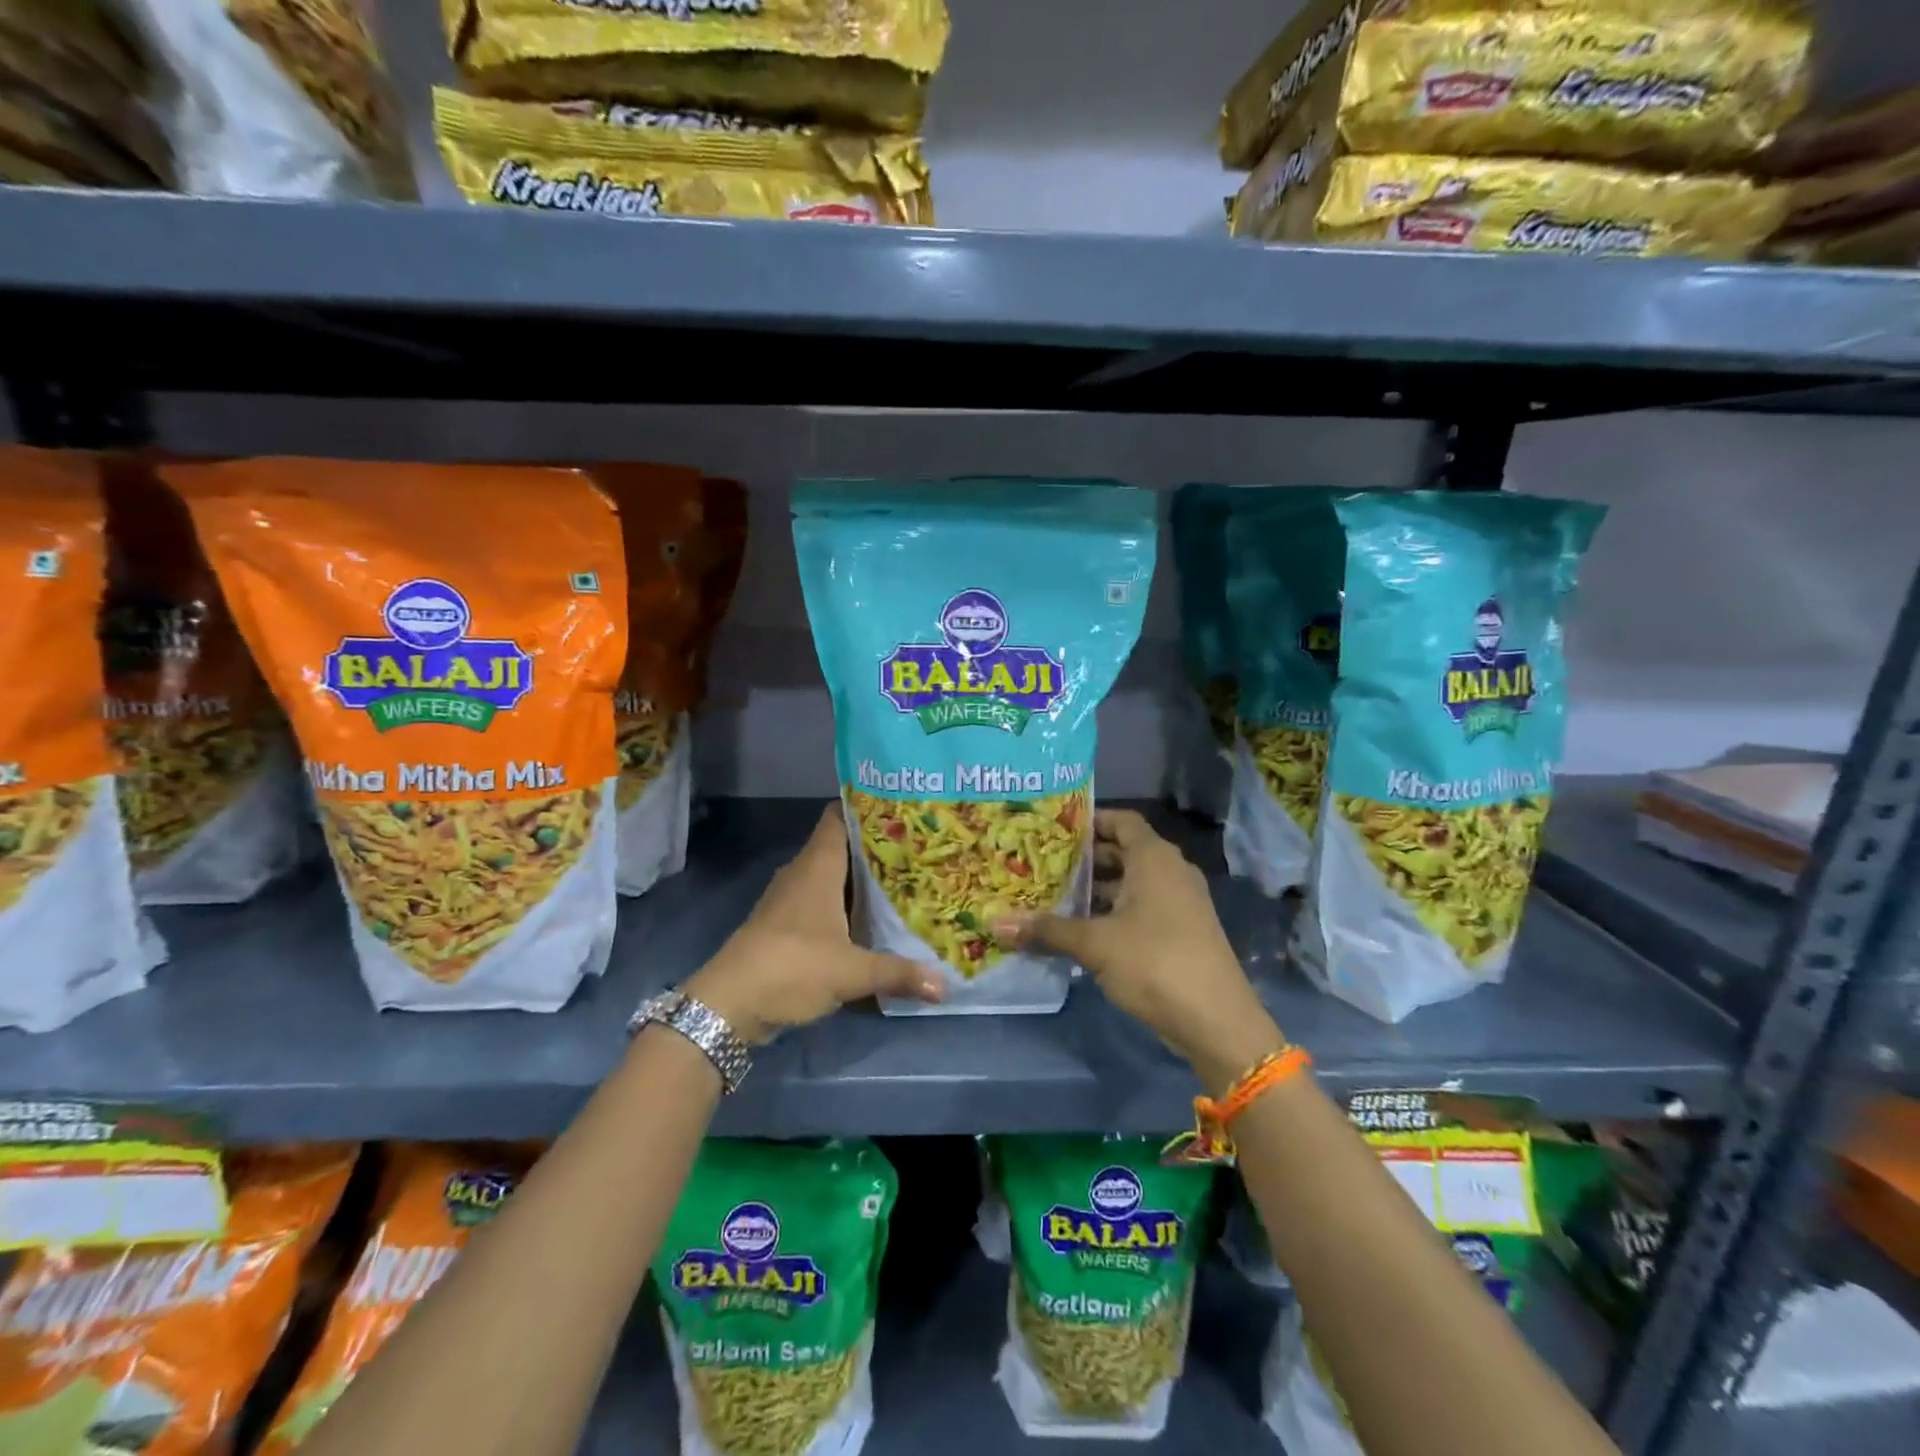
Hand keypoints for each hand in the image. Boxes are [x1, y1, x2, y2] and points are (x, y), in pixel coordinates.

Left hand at [684, 803, 941, 1043]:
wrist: (727, 1005)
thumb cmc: (792, 967)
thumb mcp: (851, 972)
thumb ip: (898, 973)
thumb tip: (944, 985)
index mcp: (817, 866)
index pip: (837, 816)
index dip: (865, 807)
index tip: (900, 808)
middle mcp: (801, 873)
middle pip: (839, 846)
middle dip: (873, 847)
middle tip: (915, 848)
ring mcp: (788, 899)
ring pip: (828, 876)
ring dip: (857, 879)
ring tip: (901, 880)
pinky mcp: (782, 924)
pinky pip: (819, 901)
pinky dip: (842, 904)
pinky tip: (867, 919)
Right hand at [993, 809, 1284, 1090]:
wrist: (1216, 1021)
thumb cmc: (1154, 962)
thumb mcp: (1095, 944)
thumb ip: (1047, 930)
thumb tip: (994, 923)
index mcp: (1154, 858)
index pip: (1121, 820)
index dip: (1090, 820)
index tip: (1054, 828)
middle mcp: (1170, 872)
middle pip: (1123, 852)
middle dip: (1085, 859)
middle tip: (1043, 863)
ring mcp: (1180, 903)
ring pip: (1131, 884)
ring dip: (1097, 890)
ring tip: (1053, 896)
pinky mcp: (1181, 932)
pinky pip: (1141, 908)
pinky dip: (1113, 912)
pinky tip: (1081, 931)